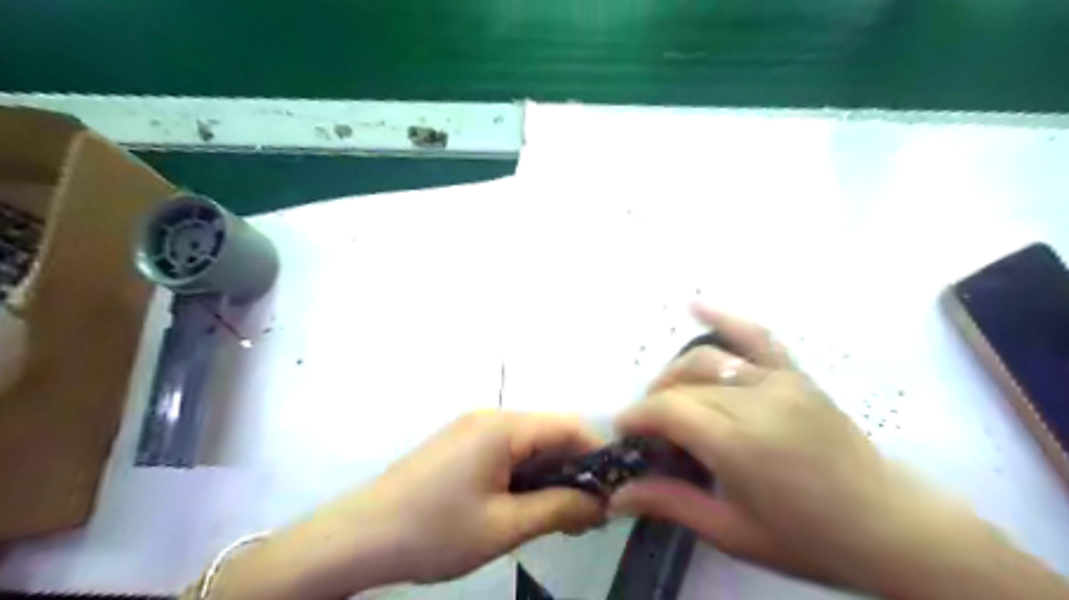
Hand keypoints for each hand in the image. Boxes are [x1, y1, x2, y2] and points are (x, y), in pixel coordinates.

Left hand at [205, 414, 603, 599]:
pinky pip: (506, 454)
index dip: (598, 455)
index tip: (614, 492)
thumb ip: (559, 509)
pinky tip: (525, 508)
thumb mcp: (505, 526)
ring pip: (528, 446)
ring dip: (549, 477)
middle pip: (549, 435)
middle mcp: (490, 418)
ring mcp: (471, 431)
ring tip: (560, 519)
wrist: (356, 538)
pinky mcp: (459, 447)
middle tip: (587, 517)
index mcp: (504, 427)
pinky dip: (525, 478)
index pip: (569, 426)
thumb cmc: (433, 531)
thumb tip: (602, 503)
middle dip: (574, 471)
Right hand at [608, 304, 969, 589]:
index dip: (636, 418)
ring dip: (674, 374)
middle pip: (682, 385)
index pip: (667, 410)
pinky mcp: (796, 373)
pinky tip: (695, 305)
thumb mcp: (733, 533)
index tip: (624, 435)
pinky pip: (756, 335)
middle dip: (653, 404)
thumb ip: (671, 504)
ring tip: (667, 398)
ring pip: (705, 359)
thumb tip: (616, 497)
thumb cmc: (810, 540)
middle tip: (649, 434)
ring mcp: (779, 380)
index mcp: (739, 443)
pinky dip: (724, 317)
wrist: (892, 526)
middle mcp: (756, 400)